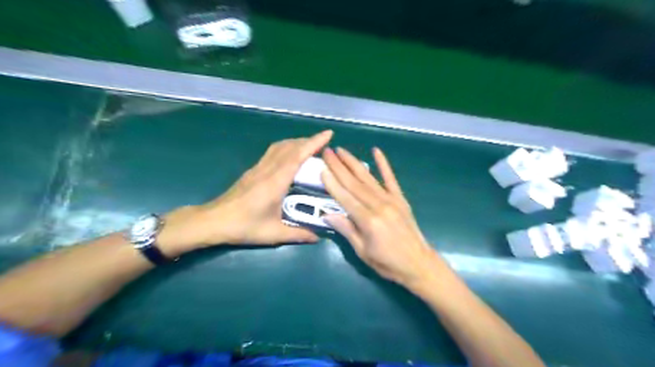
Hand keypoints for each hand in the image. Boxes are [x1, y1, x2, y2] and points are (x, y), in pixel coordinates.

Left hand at [158, 130, 332, 255]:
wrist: (213, 221)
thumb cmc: (244, 226)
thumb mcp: (273, 233)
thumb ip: (298, 234)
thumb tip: (317, 238)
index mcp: (276, 182)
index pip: (298, 156)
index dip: (314, 143)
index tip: (328, 134)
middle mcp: (267, 170)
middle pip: (289, 147)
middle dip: (308, 140)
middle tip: (324, 142)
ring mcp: (258, 168)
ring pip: (279, 147)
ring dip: (295, 142)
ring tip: (309, 146)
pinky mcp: (252, 171)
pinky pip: (272, 152)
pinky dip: (285, 148)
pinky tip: (289, 157)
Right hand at [322, 147, 448, 292]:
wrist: (419, 264)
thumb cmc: (388, 263)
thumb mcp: (363, 251)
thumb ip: (346, 230)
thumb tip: (327, 215)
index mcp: (368, 221)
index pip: (345, 197)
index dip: (332, 183)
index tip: (322, 168)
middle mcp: (379, 206)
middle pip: (354, 183)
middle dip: (338, 166)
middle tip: (327, 152)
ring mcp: (391, 200)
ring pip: (368, 178)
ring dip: (353, 162)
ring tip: (341, 150)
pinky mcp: (401, 199)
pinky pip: (391, 179)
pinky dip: (383, 164)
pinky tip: (376, 151)